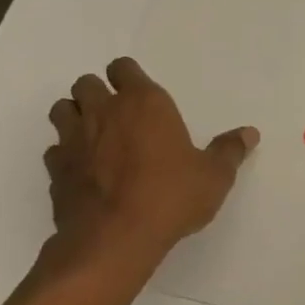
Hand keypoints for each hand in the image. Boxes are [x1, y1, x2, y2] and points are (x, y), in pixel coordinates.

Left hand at [43, 57, 256, 269]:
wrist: (116, 237)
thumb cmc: (172, 196)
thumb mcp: (214, 176)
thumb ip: (229, 151)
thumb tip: (249, 133)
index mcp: (144, 103)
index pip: (123, 68)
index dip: (129, 78)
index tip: (141, 96)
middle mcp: (103, 111)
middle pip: (85, 83)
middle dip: (98, 94)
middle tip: (118, 117)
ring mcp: (73, 139)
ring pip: (62, 110)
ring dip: (75, 117)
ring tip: (95, 138)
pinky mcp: (56, 169)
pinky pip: (55, 150)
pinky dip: (65, 155)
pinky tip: (83, 171)